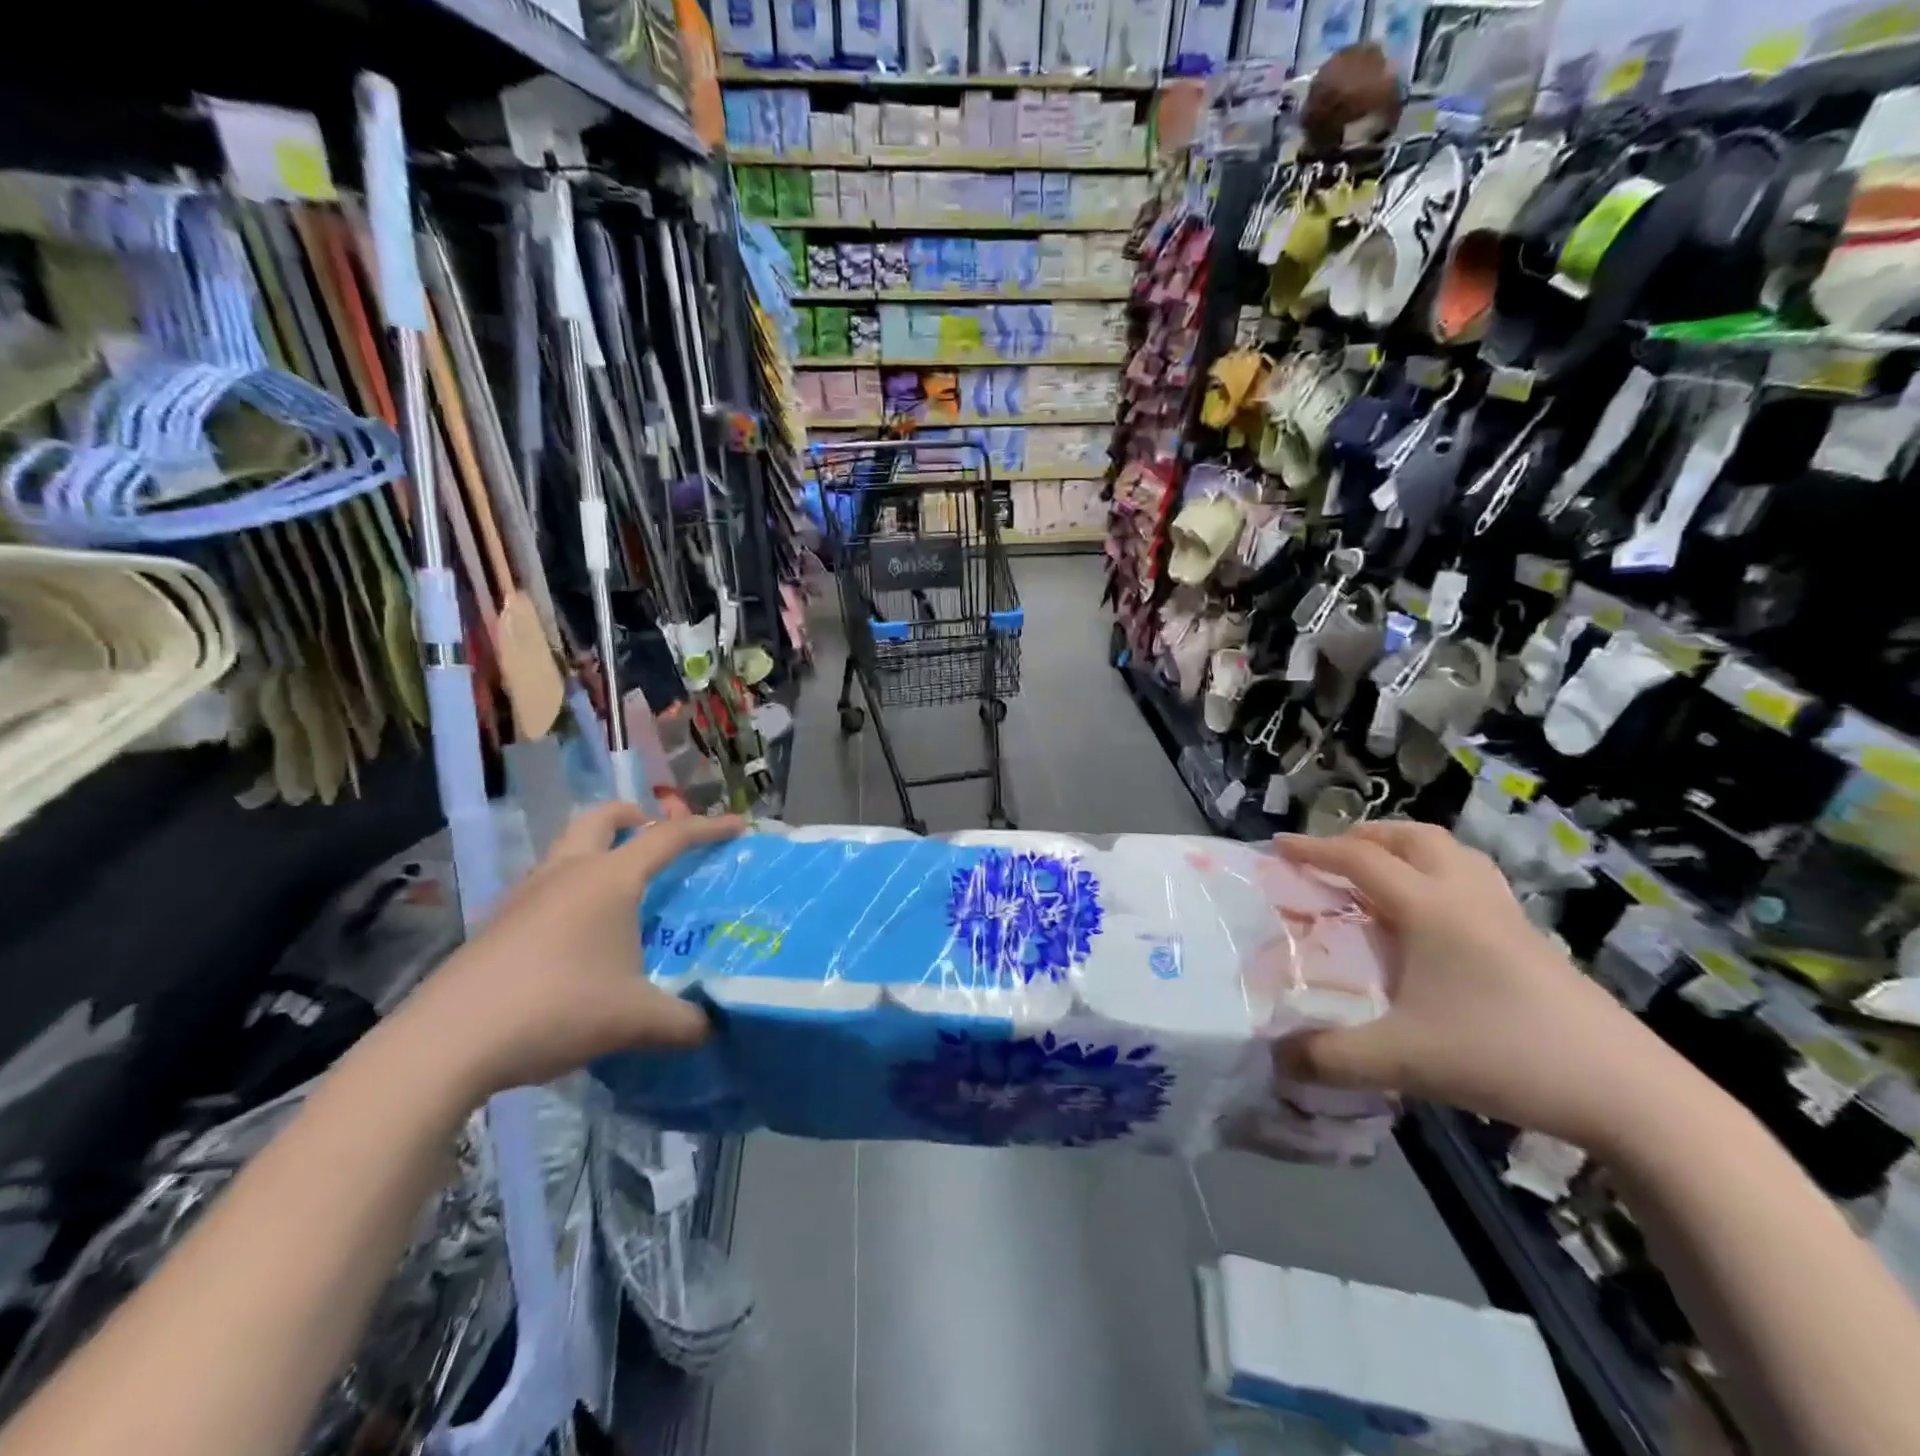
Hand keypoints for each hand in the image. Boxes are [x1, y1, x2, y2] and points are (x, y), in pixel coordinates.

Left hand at [397, 802, 744, 1101]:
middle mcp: (567, 873)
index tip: (738, 827)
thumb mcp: (636, 1020)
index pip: (669, 836)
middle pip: (602, 817)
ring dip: (600, 851)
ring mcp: (526, 895)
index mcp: (609, 879)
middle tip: (657, 838)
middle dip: (636, 816)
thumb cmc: (556, 1009)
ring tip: (624, 893)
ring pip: (568, 849)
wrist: (446, 1044)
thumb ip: (685, 1022)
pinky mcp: (498, 924)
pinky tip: (581, 938)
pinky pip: (547, 886)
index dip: (709, 828)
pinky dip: (573, 890)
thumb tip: (712, 1028)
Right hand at [1276, 822, 1672, 1149]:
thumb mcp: (1402, 1061)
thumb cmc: (1504, 1056)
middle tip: (1334, 856)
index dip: (1314, 849)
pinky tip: (1434, 920)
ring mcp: (1507, 916)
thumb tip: (1276, 1057)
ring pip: (1453, 854)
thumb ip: (1329, 1057)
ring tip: (1382, 875)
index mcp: (1431, 908)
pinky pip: (1475, 882)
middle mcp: (1467, 897)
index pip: (1360, 861)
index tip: (1276, 847)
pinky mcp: (1533, 942)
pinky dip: (1440, 877)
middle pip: (1414, 838)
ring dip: (1408, 850)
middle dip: (1366, 836)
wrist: (1629, 1093)